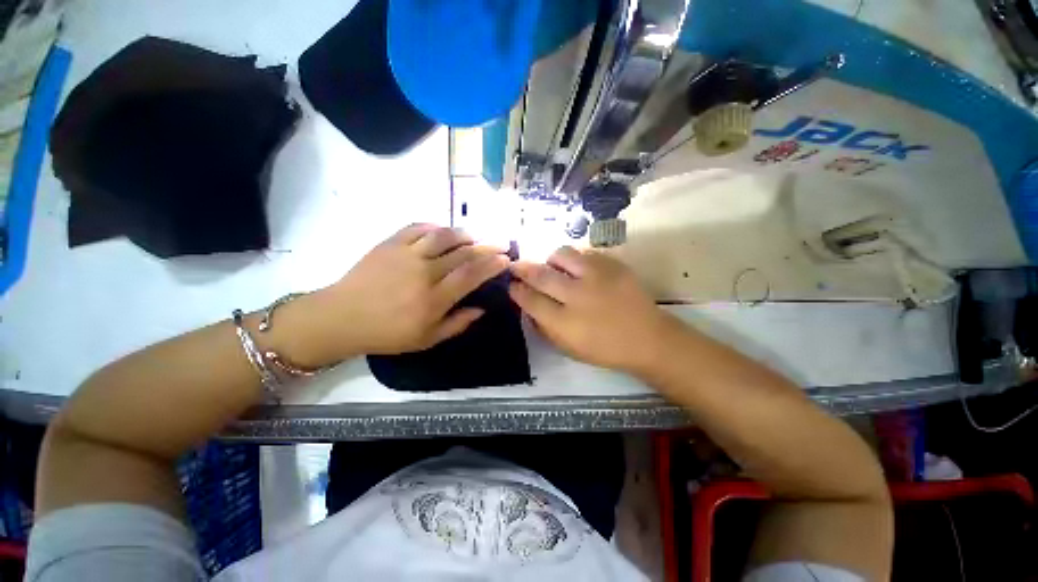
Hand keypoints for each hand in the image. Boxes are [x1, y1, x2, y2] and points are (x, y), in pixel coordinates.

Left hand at [287, 224, 509, 364]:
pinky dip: (435, 227)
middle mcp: (424, 272)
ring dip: (464, 234)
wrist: (341, 318)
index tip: (506, 259)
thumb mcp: (427, 339)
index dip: (492, 264)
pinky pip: (417, 228)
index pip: (471, 275)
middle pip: (463, 253)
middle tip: (501, 244)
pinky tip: (443, 231)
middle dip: (487, 246)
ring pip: (443, 236)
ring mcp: (406, 254)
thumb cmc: (387, 334)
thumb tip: (481, 309)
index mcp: (434, 299)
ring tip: (474, 236)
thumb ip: (458, 324)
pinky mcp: (389, 244)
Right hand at [509, 247, 681, 374]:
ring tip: (553, 266)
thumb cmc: (604, 348)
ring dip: (551, 259)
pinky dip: (576, 259)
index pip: (530, 300)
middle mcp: (578, 296)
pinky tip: (578, 269)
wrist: (647, 338)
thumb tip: (528, 305)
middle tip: (516, 266)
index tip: (511, 285)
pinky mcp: (613, 265)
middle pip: (541, 275)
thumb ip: (544, 327)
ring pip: (562, 255)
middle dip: (523, 268)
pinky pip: (585, 253)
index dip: (517, 290)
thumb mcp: (568, 348)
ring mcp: (597, 277)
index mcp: (565, 322)